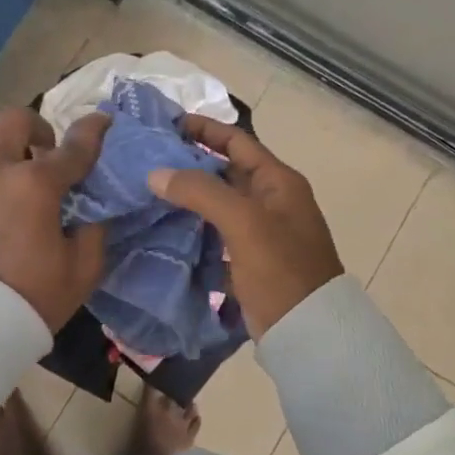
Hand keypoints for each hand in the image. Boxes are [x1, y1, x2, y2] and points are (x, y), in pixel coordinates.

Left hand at [0, 108, 112, 329]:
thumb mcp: (81, 271)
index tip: (102, 120)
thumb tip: (89, 211)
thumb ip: (93, 230)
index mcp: (36, 184)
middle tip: (46, 156)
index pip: (74, 146)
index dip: (93, 130)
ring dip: (8, 170)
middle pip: (15, 121)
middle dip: (37, 129)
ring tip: (14, 209)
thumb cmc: (31, 298)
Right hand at [147, 114, 342, 336]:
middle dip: (188, 162)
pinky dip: (191, 226)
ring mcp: (259, 231)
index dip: (204, 129)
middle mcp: (270, 200)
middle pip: (224, 170)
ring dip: (186, 196)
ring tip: (146, 189)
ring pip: (216, 203)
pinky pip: (214, 232)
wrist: (308, 331)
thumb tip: (156, 174)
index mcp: (278, 181)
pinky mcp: (247, 258)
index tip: (166, 124)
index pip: (237, 141)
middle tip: (146, 159)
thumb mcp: (243, 222)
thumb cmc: (281, 268)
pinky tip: (162, 226)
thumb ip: (200, 192)